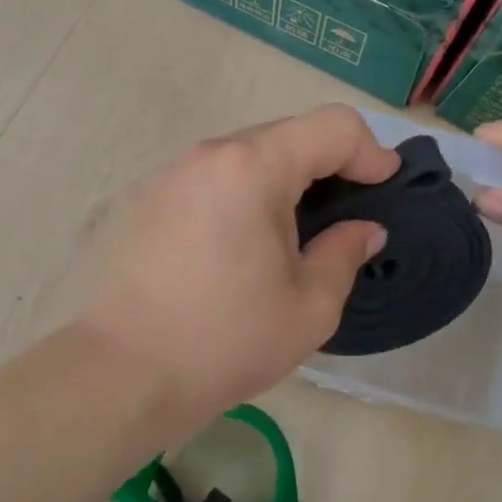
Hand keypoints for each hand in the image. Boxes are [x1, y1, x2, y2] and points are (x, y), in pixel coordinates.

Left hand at [73, 105, 397, 427]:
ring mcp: (164, 174)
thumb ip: (344, 254)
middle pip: (283, 136)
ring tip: (280, 241)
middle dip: (322, 167)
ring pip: (239, 158)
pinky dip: (232, 199)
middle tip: (337, 219)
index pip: (332, 126)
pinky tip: (226, 252)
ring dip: (274, 184)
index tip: (383, 186)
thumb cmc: (224, 342)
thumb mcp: (308, 308)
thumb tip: (363, 229)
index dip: (369, 150)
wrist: (118, 375)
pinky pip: (202, 182)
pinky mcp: (137, 200)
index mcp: (253, 168)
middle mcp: (206, 155)